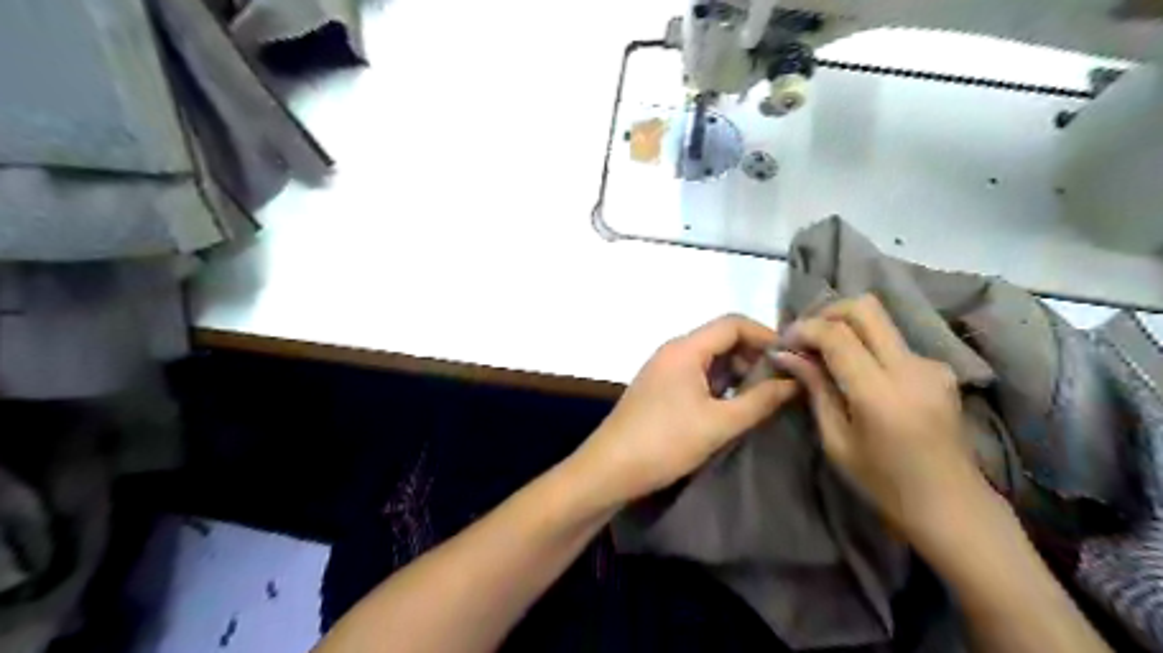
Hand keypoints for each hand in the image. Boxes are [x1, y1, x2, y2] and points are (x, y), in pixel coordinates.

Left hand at [572, 316, 800, 504]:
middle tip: (783, 381)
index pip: (733, 324)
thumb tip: (795, 382)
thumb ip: (760, 400)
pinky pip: (696, 375)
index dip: (765, 336)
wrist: (609, 469)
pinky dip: (719, 384)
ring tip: (764, 397)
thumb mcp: (719, 423)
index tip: (792, 358)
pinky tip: (734, 406)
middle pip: (721, 339)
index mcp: (685, 349)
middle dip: (753, 356)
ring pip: (709, 359)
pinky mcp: (659, 389)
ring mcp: (663, 370)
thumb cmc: (665, 442)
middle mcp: (673, 351)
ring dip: (737, 372)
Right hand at [775, 295, 983, 539]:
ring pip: (879, 319)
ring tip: (824, 354)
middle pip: (864, 308)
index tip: (784, 343)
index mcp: (881, 394)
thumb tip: (784, 354)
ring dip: (845, 327)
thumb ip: (815, 388)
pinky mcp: (940, 367)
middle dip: (826, 313)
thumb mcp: (836, 440)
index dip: (805, 329)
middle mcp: (911, 368)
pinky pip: (892, 340)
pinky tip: (855, 370)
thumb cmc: (883, 483)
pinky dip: (866, 344)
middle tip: (804, 338)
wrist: (951, 505)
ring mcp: (931, 364)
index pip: (837, 335)